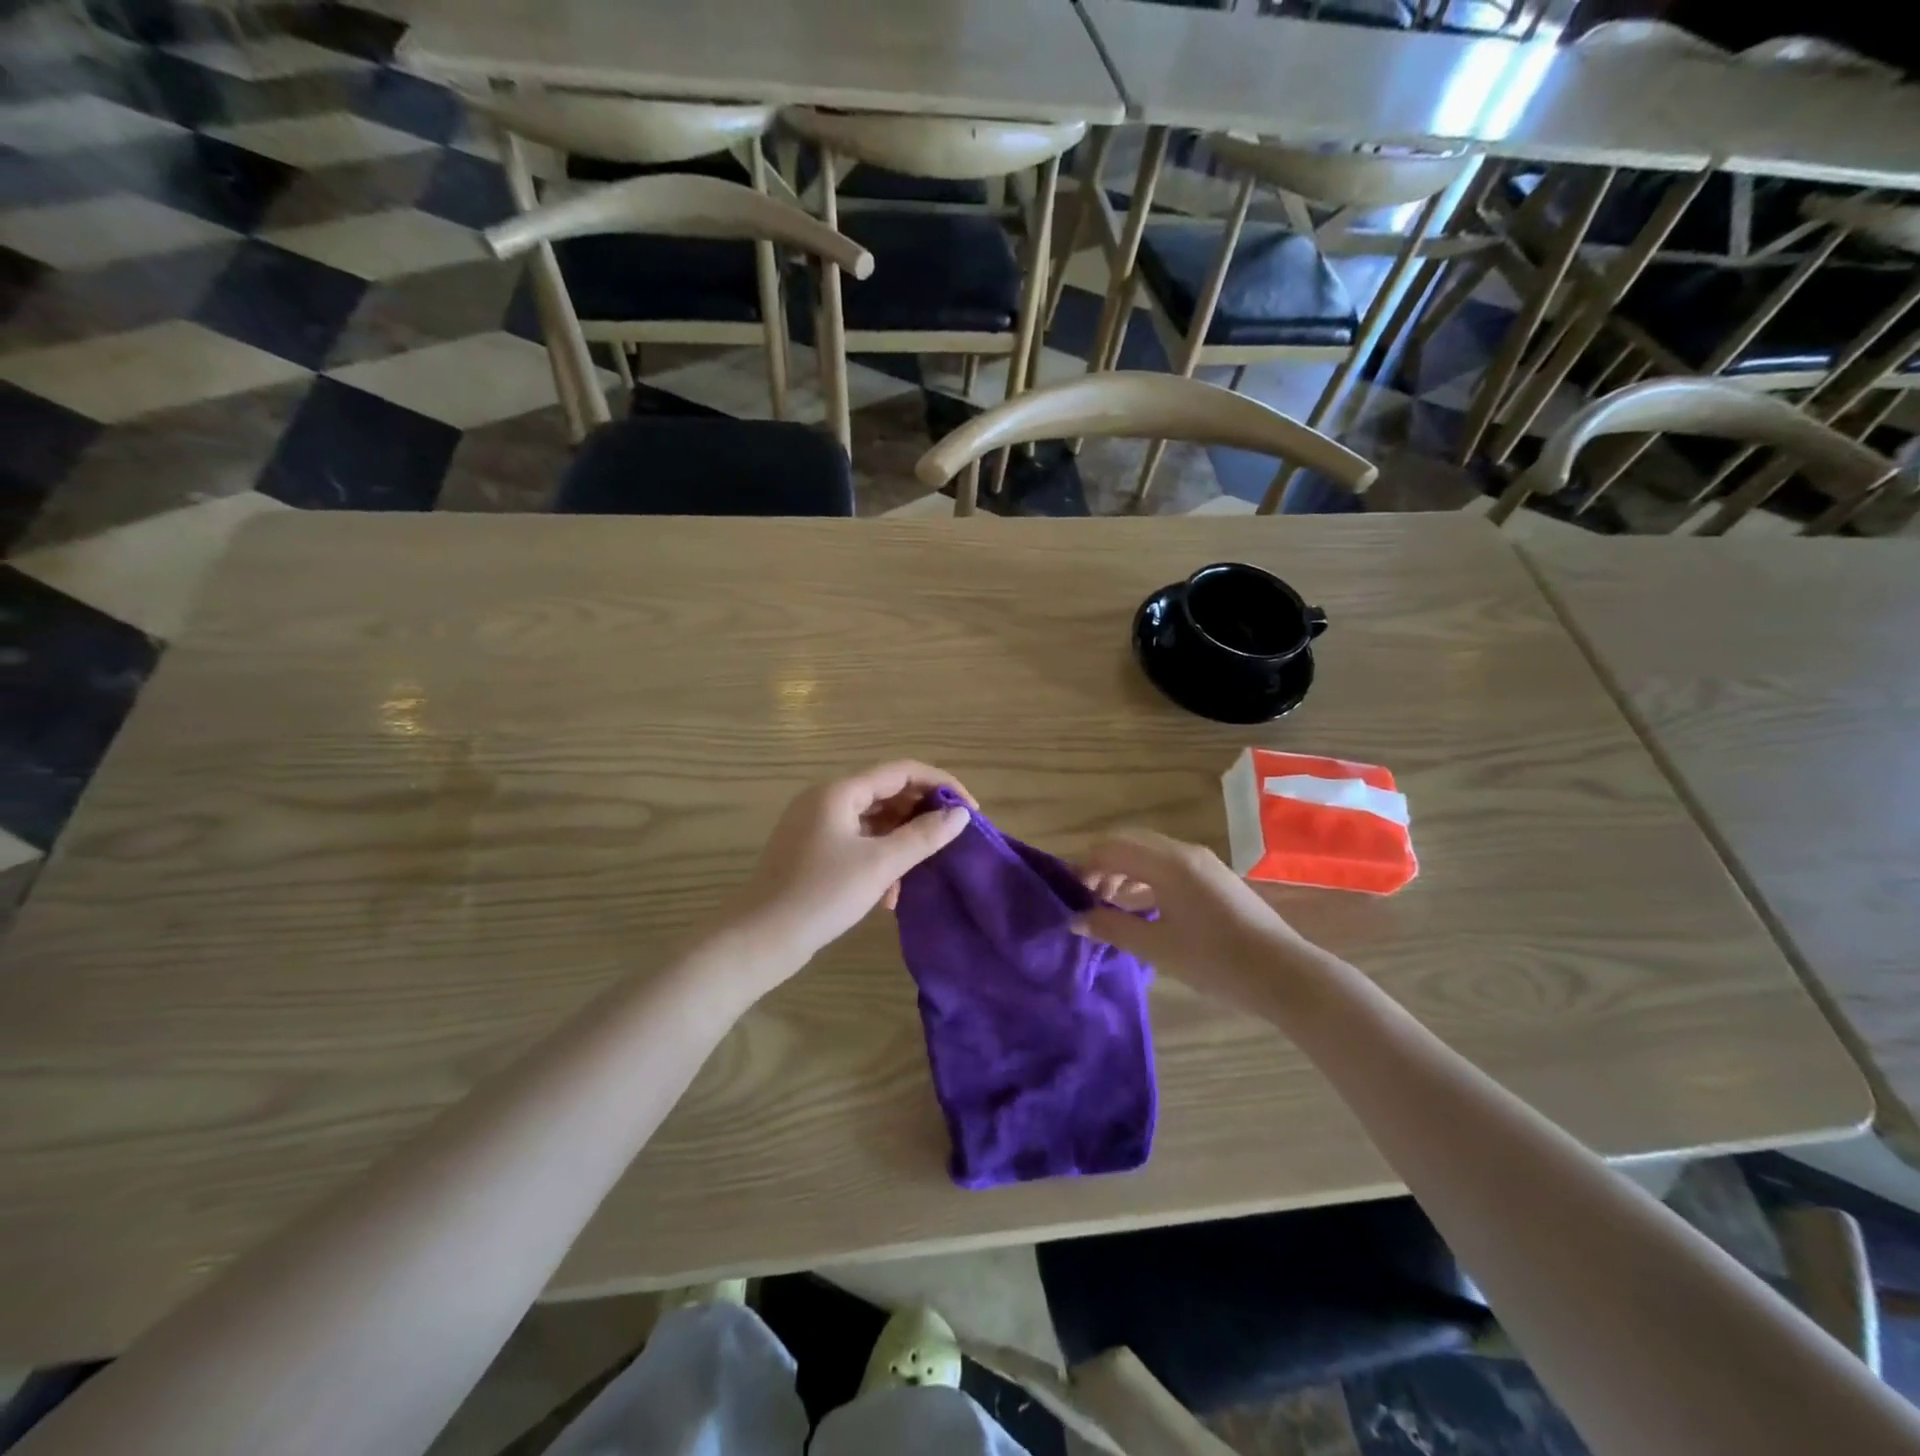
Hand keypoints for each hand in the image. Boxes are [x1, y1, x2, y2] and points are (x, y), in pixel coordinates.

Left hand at [729, 761, 975, 965]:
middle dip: (922, 814)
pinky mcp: (812, 851)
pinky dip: (879, 858)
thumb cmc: (822, 895)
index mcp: (839, 792)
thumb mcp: (880, 865)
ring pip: (873, 821)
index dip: (941, 785)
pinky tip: (890, 893)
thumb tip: (960, 815)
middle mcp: (826, 800)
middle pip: (887, 793)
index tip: (970, 810)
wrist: (760, 939)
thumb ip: (923, 836)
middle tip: (952, 838)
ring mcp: (816, 826)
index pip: (902, 771)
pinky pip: (857, 842)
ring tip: (923, 870)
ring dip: (901, 841)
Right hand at [1074, 830, 1315, 1014]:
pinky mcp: (1214, 878)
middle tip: (1086, 897)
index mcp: (1167, 863)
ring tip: (1108, 906)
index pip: (1111, 848)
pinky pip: (1169, 866)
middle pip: (1129, 843)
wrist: (1283, 974)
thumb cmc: (1215, 960)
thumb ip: (1112, 928)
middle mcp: (1183, 852)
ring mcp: (1202, 863)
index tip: (1068, 891)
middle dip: (1103, 864)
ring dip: (1125, 872)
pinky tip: (1141, 909)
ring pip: (1150, 854)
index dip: (1084, 865)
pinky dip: (1146, 879)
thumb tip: (1076, 920)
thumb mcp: (1156, 948)